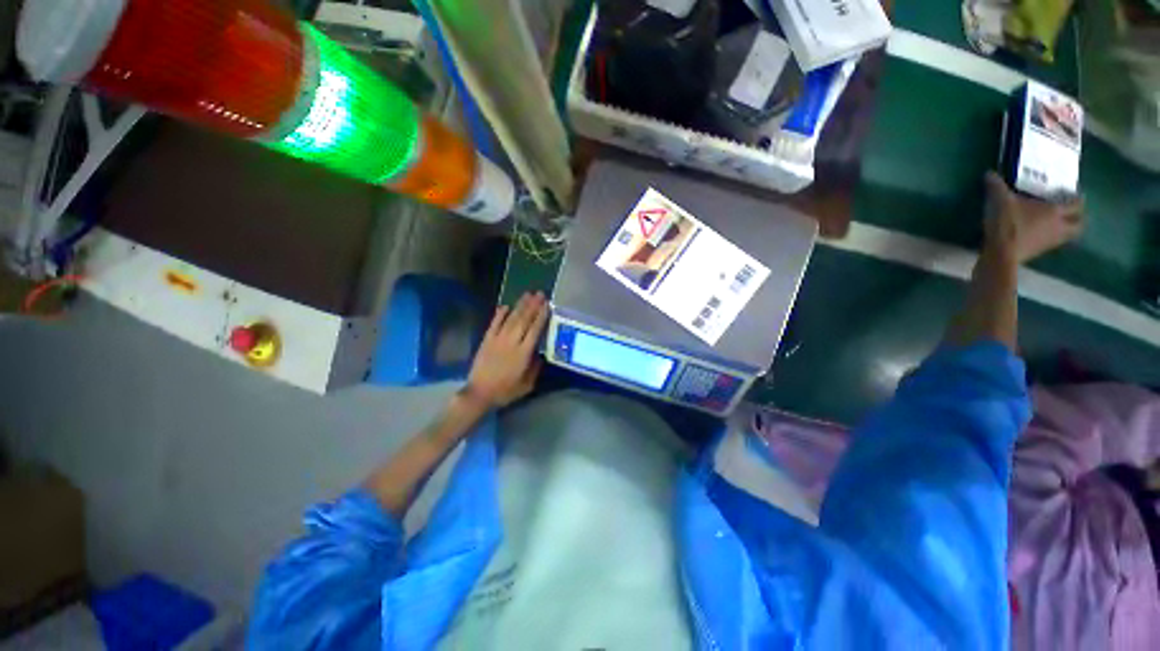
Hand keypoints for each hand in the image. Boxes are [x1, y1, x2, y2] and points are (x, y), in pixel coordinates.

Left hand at [463, 292, 548, 408]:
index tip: (547, 305)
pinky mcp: (486, 340)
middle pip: (524, 320)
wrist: (479, 393)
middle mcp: (512, 342)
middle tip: (540, 293)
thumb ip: (535, 368)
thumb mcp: (527, 385)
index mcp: (523, 353)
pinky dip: (500, 314)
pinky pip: (494, 324)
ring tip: (527, 295)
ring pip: (511, 319)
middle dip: (533, 306)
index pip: (535, 330)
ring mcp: (497, 339)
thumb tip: (541, 354)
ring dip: (519, 306)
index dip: (541, 316)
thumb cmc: (505, 391)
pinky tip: (506, 306)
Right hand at [984, 172, 1083, 263]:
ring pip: (1068, 236)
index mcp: (1054, 211)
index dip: (1078, 199)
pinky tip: (1042, 235)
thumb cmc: (1007, 224)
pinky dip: (1051, 238)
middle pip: (1079, 225)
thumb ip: (996, 187)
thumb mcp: (999, 201)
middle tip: (1075, 214)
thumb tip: (989, 173)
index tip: (1077, 195)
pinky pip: (1052, 244)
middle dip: (1079, 219)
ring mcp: (1050, 241)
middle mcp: (1058, 226)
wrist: (1000, 254)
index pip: (1075, 205)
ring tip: (1059, 225)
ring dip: (1067, 230)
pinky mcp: (1038, 252)